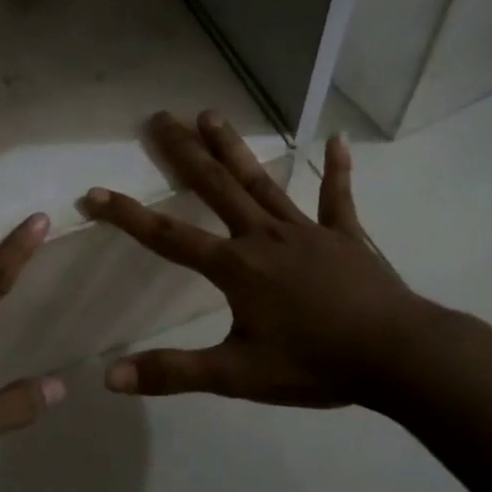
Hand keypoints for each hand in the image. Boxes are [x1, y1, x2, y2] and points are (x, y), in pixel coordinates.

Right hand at [78, 111, 426, 408]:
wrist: (399, 357)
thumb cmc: (315, 364)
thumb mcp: (237, 375)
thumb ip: (173, 372)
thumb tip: (109, 378)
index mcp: (236, 267)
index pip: (168, 237)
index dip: (127, 216)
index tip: (93, 194)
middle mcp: (264, 237)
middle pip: (215, 187)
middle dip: (183, 153)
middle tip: (159, 117)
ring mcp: (306, 231)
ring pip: (262, 182)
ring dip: (233, 148)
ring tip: (210, 114)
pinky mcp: (344, 237)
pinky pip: (337, 198)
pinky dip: (337, 170)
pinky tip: (337, 139)